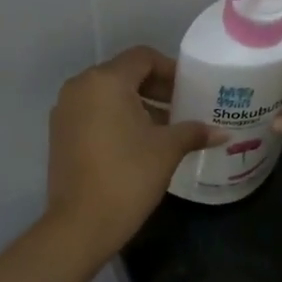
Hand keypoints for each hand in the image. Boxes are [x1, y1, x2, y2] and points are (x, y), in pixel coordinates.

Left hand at [46, 47, 216, 257]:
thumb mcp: (167, 150)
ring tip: (164, 128)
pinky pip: (92, 113)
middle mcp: (80, 87)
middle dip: (154, 88)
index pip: (143, 58)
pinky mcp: (59, 134)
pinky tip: (137, 143)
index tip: (190, 89)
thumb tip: (222, 132)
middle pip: (123, 74)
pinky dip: (115, 118)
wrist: (82, 223)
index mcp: (106, 81)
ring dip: (136, 104)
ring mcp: (65, 110)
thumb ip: (193, 132)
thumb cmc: (129, 176)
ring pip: (106, 95)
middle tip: (182, 107)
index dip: (170, 69)